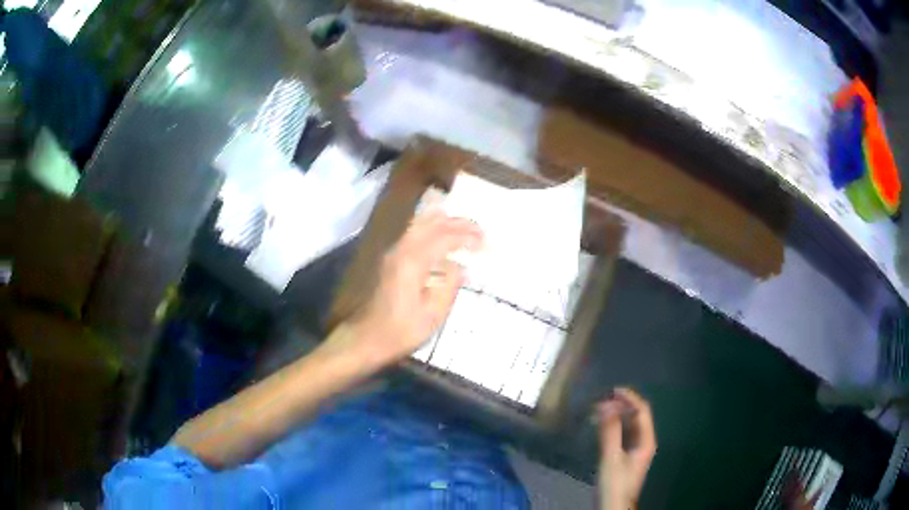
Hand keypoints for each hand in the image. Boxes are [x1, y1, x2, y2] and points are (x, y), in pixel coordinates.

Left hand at [343, 208, 482, 365]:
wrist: (368, 337)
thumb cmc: (402, 330)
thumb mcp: (433, 314)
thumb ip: (450, 285)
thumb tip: (461, 267)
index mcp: (413, 262)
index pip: (445, 237)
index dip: (468, 237)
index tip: (486, 244)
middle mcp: (402, 250)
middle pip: (433, 223)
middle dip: (459, 223)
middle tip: (481, 231)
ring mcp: (394, 252)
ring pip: (421, 223)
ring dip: (446, 222)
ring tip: (466, 228)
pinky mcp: (392, 258)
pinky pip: (415, 232)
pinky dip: (434, 228)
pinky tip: (444, 236)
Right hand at [596, 388, 656, 509]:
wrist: (613, 507)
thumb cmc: (615, 483)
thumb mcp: (611, 457)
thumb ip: (610, 431)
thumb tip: (605, 404)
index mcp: (646, 440)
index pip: (642, 411)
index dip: (629, 398)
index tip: (611, 390)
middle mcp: (645, 441)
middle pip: (638, 416)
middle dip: (622, 405)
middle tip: (602, 399)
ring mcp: (636, 449)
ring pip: (630, 425)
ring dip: (617, 415)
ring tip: (600, 409)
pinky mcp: (627, 456)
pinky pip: (623, 434)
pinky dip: (614, 426)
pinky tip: (602, 426)